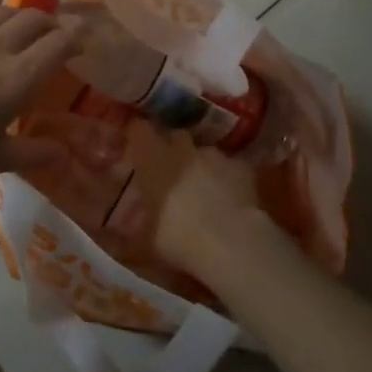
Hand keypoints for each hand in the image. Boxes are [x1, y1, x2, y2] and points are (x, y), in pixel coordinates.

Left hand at [0, 0, 81, 198]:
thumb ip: (33, 154)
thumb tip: (64, 155)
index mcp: (16, 80)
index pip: (58, 45)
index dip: (76, 38)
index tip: (83, 40)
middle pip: (34, 22)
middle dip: (52, 25)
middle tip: (56, 36)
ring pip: (3, 12)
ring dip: (22, 14)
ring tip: (28, 24)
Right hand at [130, 126, 264, 273]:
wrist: (229, 242)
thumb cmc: (177, 237)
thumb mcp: (147, 236)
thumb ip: (140, 220)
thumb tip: (129, 225)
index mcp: (153, 159)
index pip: (139, 130)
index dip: (138, 135)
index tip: (136, 146)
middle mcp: (182, 149)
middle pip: (175, 136)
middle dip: (173, 150)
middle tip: (171, 172)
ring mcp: (215, 155)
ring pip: (204, 152)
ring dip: (201, 165)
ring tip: (204, 190)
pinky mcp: (241, 167)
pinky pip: (230, 167)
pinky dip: (228, 178)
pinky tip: (230, 199)